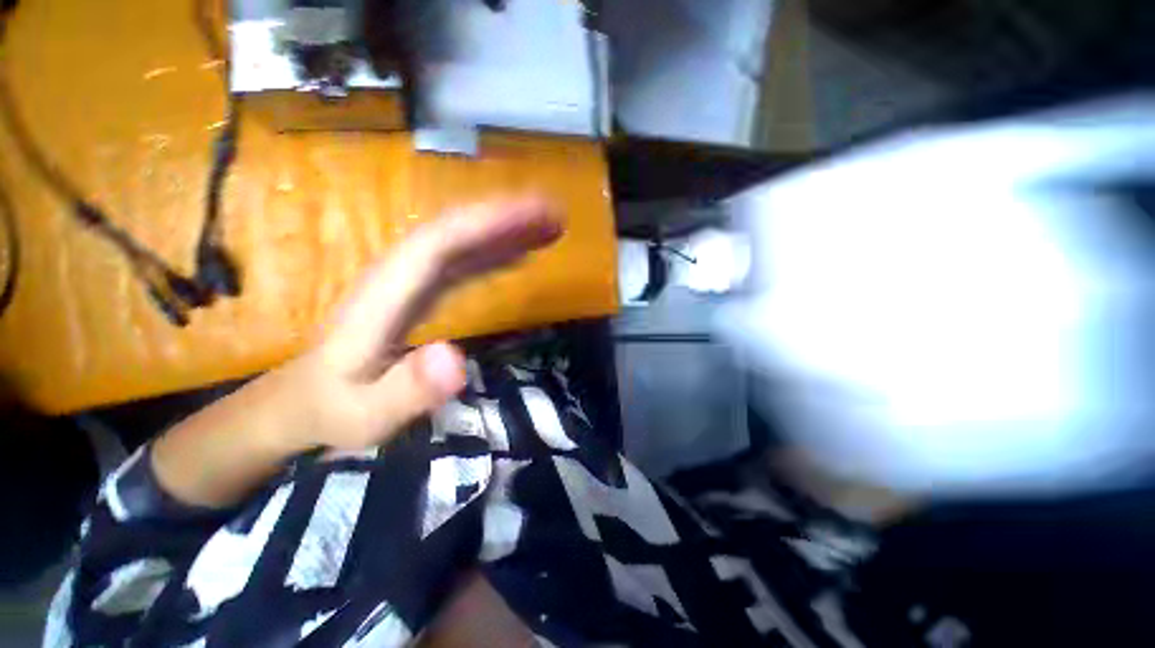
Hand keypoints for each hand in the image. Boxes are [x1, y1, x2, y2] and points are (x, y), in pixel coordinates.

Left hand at [278, 196, 563, 451]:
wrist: (305, 400)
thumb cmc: (335, 408)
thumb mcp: (365, 415)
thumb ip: (406, 391)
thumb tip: (456, 360)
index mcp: (387, 293)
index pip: (440, 241)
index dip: (488, 222)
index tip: (534, 213)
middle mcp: (402, 276)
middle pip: (457, 232)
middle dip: (507, 218)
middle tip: (555, 214)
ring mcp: (413, 282)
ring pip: (464, 243)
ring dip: (506, 231)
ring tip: (548, 228)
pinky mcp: (423, 293)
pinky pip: (464, 264)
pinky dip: (496, 255)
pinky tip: (520, 256)